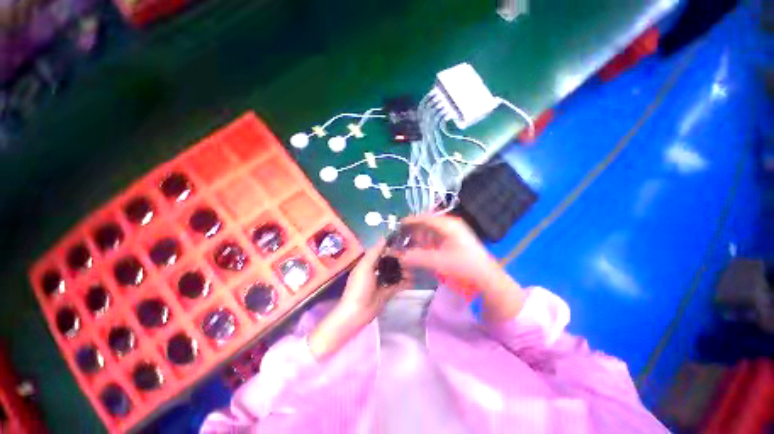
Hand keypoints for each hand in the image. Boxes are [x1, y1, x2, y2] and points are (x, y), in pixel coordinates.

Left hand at [309, 240, 407, 358]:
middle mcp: (375, 270)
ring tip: (415, 265)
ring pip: (395, 272)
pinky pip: (398, 284)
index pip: (380, 251)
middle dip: (399, 257)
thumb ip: (375, 252)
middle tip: (412, 254)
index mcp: (368, 263)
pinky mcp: (388, 292)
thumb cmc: (359, 287)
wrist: (357, 313)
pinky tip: (414, 278)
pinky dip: (405, 281)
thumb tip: (384, 237)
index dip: (390, 246)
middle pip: (389, 261)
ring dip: (403, 269)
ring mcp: (382, 281)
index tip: (403, 240)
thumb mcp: (365, 266)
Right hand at [390, 215, 499, 287]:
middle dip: (414, 231)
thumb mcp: (439, 262)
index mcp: (448, 224)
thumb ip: (417, 258)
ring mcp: (453, 232)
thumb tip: (400, 256)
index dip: (410, 221)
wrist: (486, 276)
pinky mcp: (454, 240)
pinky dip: (427, 243)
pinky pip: (436, 238)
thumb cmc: (464, 266)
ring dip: (420, 238)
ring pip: (431, 231)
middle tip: (402, 239)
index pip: (424, 218)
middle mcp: (450, 224)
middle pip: (427, 224)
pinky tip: (422, 250)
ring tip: (409, 246)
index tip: (398, 225)